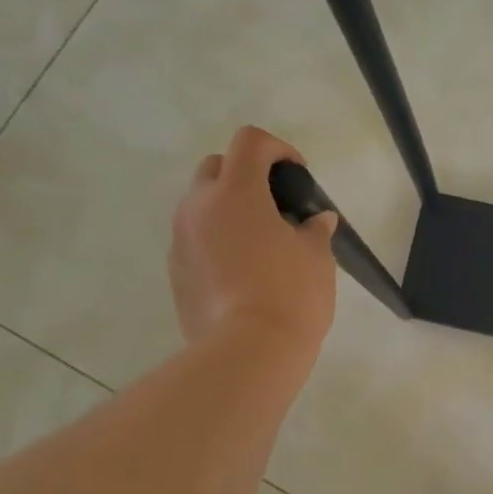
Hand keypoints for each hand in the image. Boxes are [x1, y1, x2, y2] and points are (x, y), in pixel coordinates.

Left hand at [170, 126, 337, 355]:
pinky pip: (195, 239)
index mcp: (237, 192)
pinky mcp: (175, 270)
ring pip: (201, 205)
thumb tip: (316, 220)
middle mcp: (200, 207)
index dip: (278, 149)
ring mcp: (181, 239)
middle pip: (217, 167)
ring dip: (228, 208)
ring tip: (261, 241)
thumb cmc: (291, 294)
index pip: (250, 141)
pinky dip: (217, 240)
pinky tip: (243, 271)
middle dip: (246, 174)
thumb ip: (314, 229)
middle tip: (276, 205)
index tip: (298, 177)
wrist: (249, 351)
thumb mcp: (317, 256)